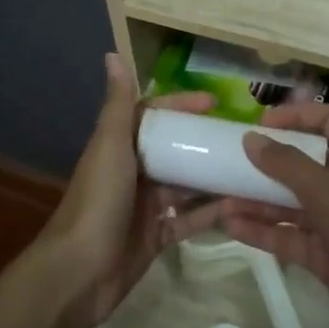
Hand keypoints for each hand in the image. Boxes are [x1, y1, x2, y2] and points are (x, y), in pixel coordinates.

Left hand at [39, 54, 224, 327]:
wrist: (79, 272)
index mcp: (120, 146)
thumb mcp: (110, 146)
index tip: (215, 102)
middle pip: (174, 149)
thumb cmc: (98, 201)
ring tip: (249, 167)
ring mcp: (146, 206)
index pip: (154, 115)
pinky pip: (189, 220)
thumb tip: (112, 54)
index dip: (181, 106)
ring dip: (212, 177)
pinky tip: (240, 205)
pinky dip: (211, 212)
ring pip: (185, 185)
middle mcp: (133, 171)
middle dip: (202, 141)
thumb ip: (118, 105)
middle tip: (242, 137)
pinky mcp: (157, 236)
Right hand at [218, 103, 328, 327]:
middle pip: (303, 162)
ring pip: (289, 202)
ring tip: (220, 198)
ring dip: (257, 199)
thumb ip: (287, 164)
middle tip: (230, 160)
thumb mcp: (328, 192)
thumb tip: (251, 139)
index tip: (261, 123)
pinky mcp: (323, 255)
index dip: (298, 115)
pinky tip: (231, 227)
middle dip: (267, 161)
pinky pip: (287, 235)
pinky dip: (261, 230)